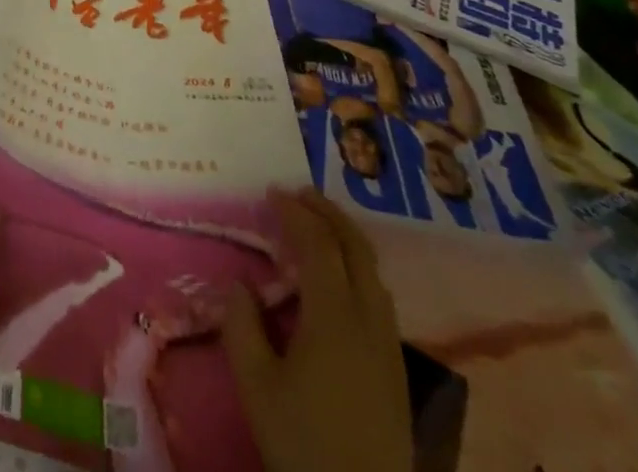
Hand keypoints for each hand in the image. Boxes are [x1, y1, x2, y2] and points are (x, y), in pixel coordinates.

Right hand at [223, 186, 410, 471]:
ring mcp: (389, 345)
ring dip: (345, 238)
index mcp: (334, 317)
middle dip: (328, 213)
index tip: (271, 192)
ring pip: (373, 271)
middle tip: (299, 194)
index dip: (296, 212)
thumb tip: (240, 284)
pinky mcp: (396, 369)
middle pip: (356, 247)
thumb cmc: (303, 444)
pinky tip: (337, 280)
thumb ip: (242, 326)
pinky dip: (356, 267)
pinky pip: (379, 296)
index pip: (319, 244)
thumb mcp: (256, 385)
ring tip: (317, 228)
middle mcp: (369, 320)